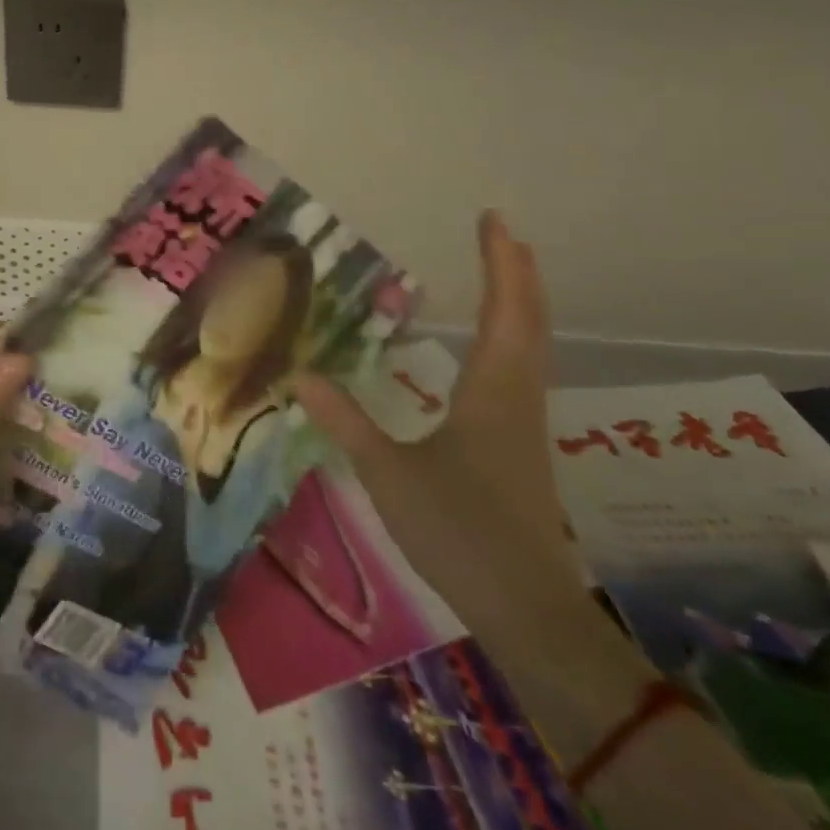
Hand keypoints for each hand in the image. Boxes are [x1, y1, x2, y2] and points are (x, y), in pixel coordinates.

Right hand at [294, 212, 581, 645]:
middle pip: (529, 323)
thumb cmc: (459, 531)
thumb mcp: (389, 473)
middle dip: (518, 274)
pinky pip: (522, 370)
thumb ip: (345, 421)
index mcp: (491, 393)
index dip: (501, 264)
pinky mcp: (520, 447)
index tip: (495, 220)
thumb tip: (298, 375)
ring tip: (504, 274)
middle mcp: (516, 398)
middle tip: (504, 234)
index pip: (504, 313)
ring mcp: (524, 425)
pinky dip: (513, 338)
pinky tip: (493, 349)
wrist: (526, 609)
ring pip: (531, 347)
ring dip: (520, 303)